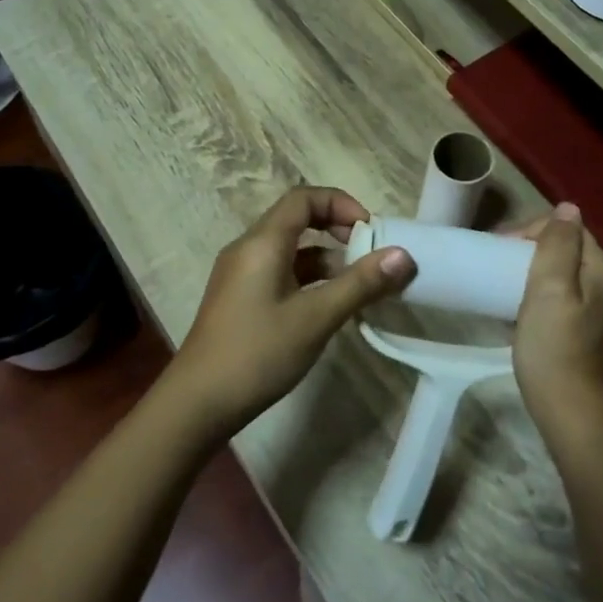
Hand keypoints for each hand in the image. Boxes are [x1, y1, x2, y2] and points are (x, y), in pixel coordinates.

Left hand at [164, 186, 411, 435]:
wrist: (198, 403)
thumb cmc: (257, 353)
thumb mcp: (316, 318)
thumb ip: (360, 284)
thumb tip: (404, 255)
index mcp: (262, 242)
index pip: (304, 198)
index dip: (341, 204)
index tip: (370, 231)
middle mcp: (248, 249)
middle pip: (297, 220)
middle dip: (337, 230)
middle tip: (369, 254)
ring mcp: (241, 275)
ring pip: (290, 250)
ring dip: (326, 259)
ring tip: (358, 286)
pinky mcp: (241, 299)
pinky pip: (280, 273)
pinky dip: (308, 279)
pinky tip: (329, 306)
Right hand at [510, 204, 602, 452]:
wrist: (571, 411)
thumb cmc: (553, 347)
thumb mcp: (549, 289)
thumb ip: (558, 245)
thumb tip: (568, 208)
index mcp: (602, 268)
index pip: (568, 228)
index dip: (530, 231)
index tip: (498, 249)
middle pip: (568, 249)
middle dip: (531, 250)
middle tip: (496, 266)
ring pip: (565, 274)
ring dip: (534, 272)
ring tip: (504, 284)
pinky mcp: (592, 331)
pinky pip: (566, 297)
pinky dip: (542, 295)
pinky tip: (522, 310)